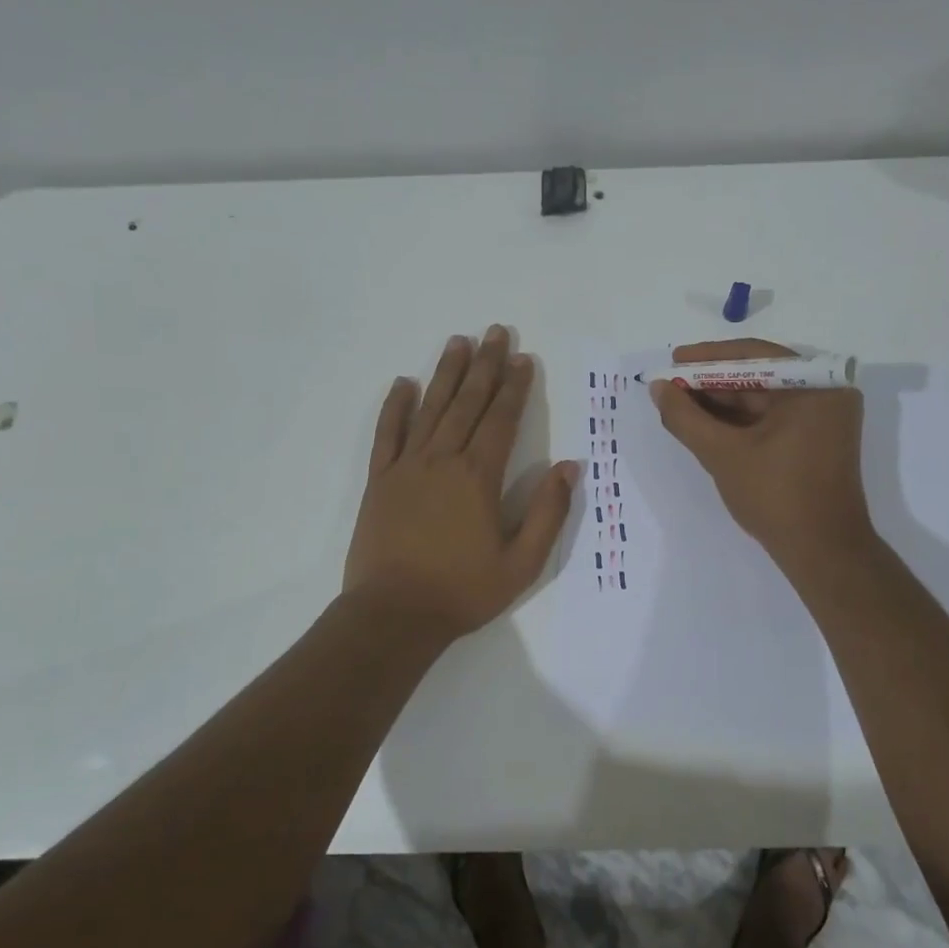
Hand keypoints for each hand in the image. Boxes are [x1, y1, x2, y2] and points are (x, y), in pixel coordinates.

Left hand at [345, 326, 579, 639]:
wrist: (394, 615)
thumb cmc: (463, 591)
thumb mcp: (521, 563)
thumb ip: (547, 512)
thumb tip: (570, 468)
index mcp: (478, 477)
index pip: (501, 420)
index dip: (515, 388)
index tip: (524, 359)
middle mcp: (442, 461)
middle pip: (467, 403)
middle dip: (485, 366)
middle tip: (495, 332)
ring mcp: (406, 467)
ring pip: (430, 409)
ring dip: (446, 374)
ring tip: (458, 342)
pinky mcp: (378, 481)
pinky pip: (386, 434)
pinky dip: (395, 407)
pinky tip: (403, 383)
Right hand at [650, 339, 871, 575]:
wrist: (822, 552)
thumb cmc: (775, 496)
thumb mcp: (722, 453)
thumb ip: (685, 417)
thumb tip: (658, 387)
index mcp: (815, 386)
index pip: (754, 356)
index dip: (708, 358)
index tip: (674, 360)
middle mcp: (826, 393)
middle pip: (759, 376)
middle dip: (712, 382)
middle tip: (672, 385)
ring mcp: (825, 418)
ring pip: (764, 399)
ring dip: (723, 403)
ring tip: (680, 404)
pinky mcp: (818, 440)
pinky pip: (774, 418)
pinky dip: (741, 421)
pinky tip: (707, 424)